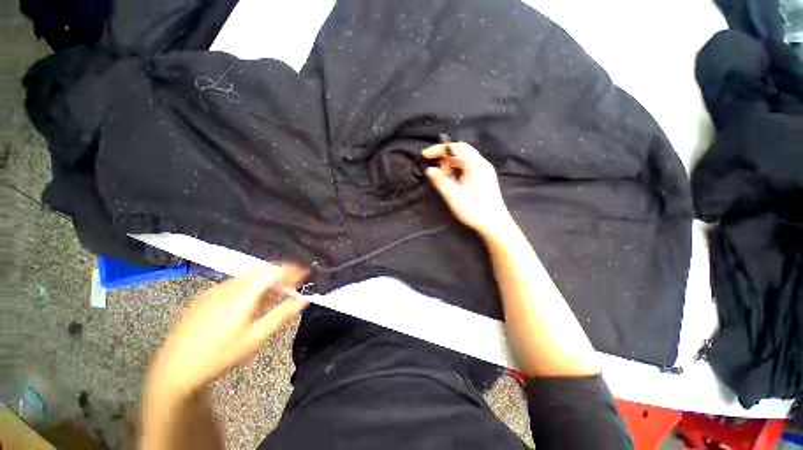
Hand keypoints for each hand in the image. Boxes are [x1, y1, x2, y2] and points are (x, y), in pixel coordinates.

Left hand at [146, 264, 308, 399]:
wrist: (176, 368)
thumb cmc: (221, 354)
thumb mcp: (256, 337)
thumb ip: (282, 315)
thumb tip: (304, 299)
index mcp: (244, 293)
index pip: (274, 271)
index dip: (292, 269)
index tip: (306, 273)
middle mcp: (230, 285)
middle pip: (262, 270)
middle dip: (281, 273)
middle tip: (295, 283)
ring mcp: (215, 290)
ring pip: (248, 276)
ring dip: (266, 279)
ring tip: (277, 292)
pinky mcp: (206, 297)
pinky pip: (235, 283)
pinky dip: (251, 285)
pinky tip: (252, 299)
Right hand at [422, 142, 512, 235]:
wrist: (495, 224)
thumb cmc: (473, 209)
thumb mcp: (453, 195)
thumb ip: (440, 180)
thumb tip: (429, 169)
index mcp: (475, 164)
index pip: (455, 147)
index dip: (438, 149)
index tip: (425, 155)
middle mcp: (482, 163)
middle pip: (460, 150)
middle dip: (445, 157)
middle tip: (436, 171)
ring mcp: (485, 170)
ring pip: (464, 159)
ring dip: (451, 164)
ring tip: (444, 179)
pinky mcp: (485, 178)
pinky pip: (469, 167)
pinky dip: (458, 170)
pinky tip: (454, 181)